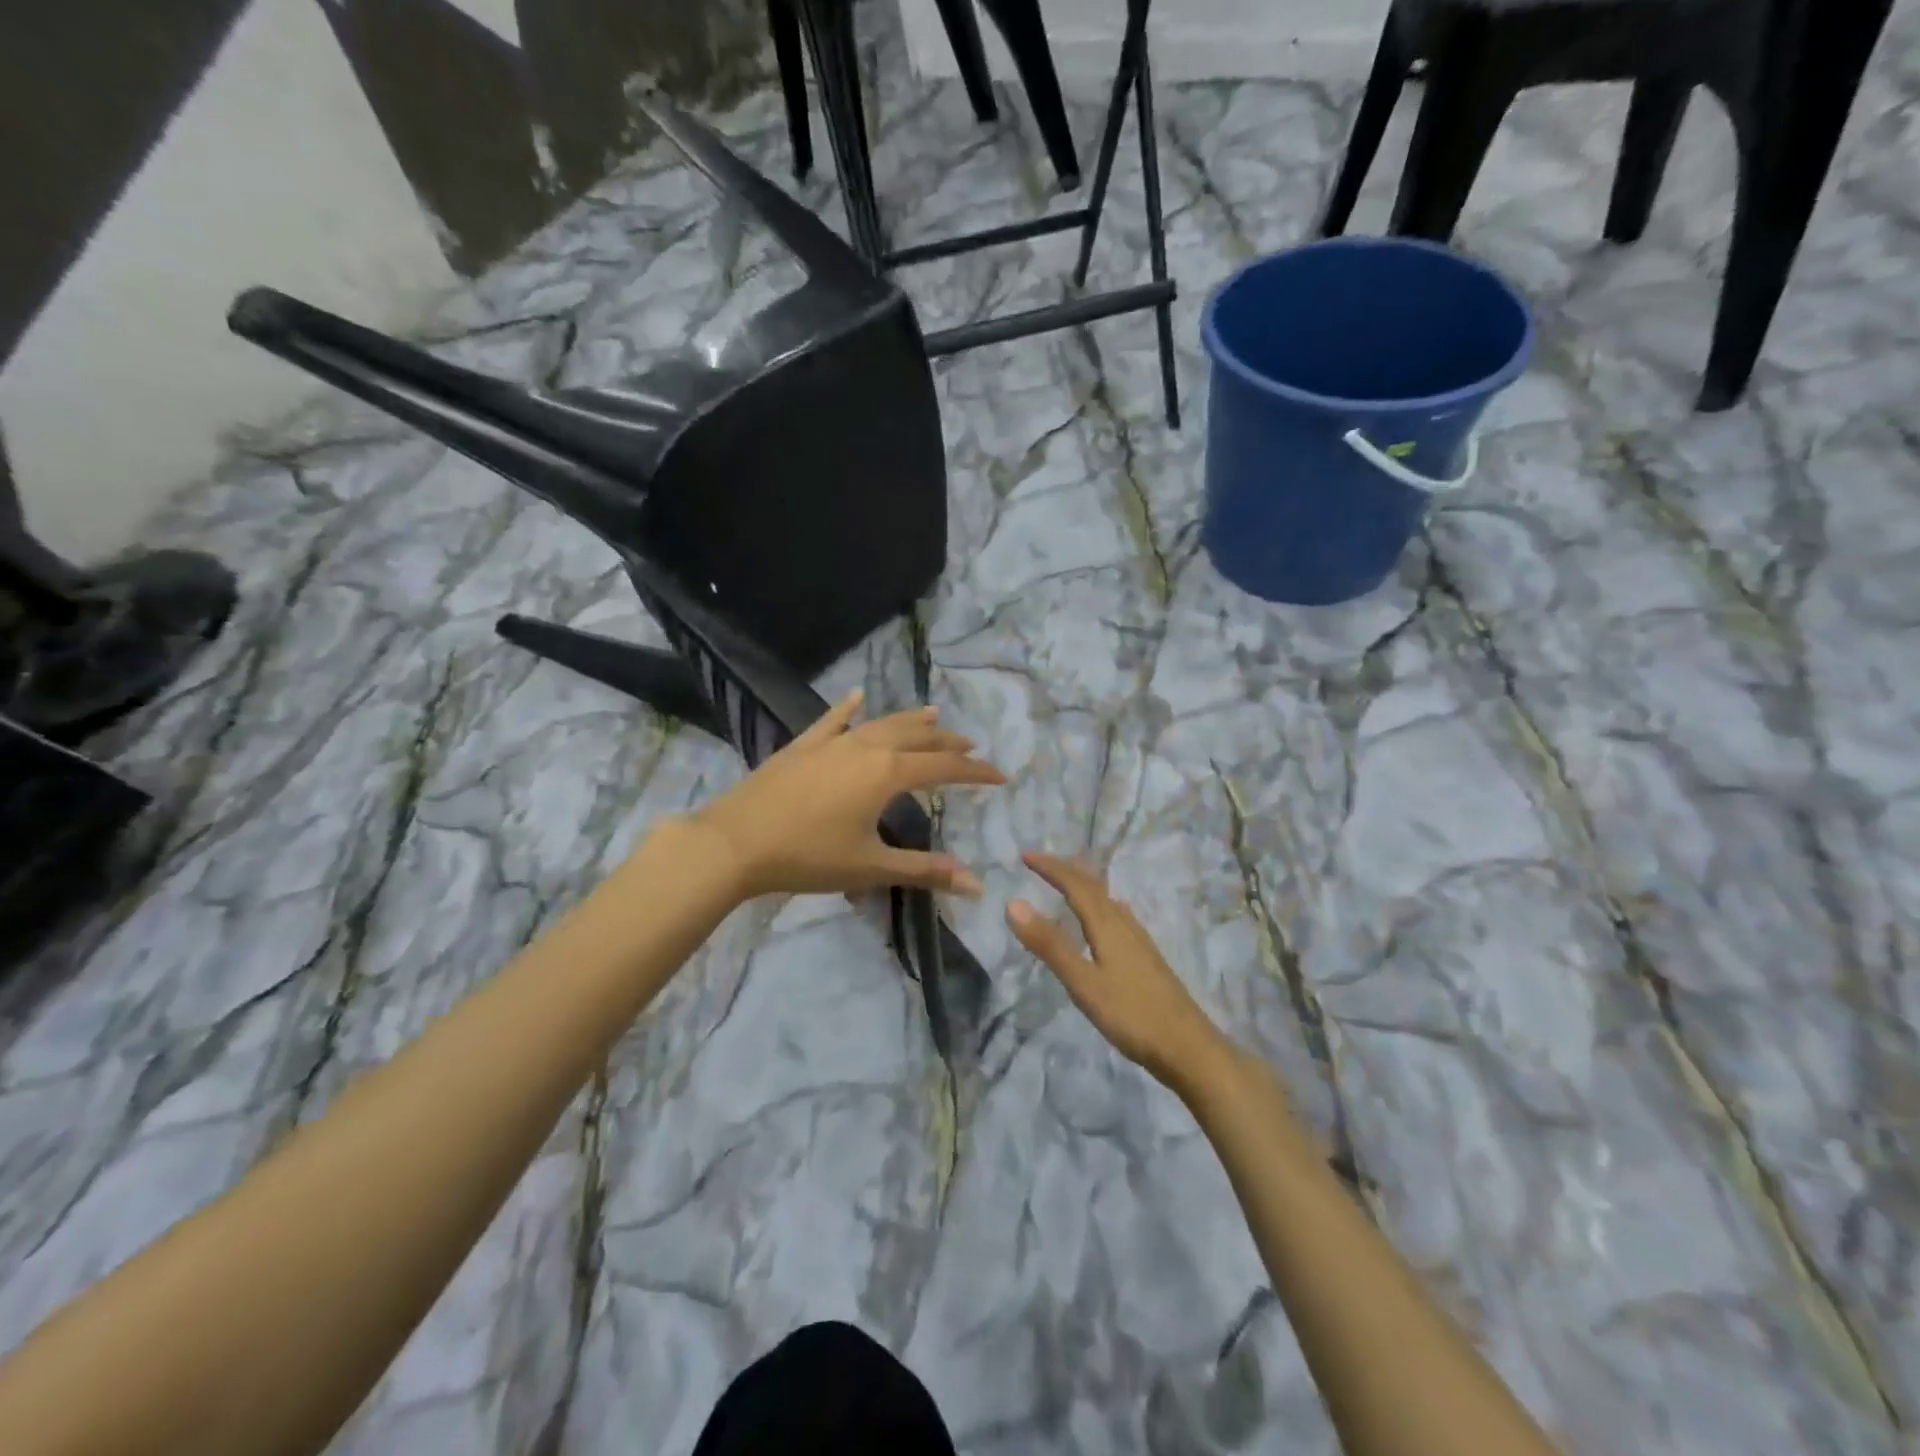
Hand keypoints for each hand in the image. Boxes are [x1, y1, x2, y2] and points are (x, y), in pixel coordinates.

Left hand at [689, 690, 1005, 899]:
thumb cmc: (808, 857)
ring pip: (881, 723)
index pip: (944, 769)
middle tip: (969, 746)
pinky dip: (849, 709)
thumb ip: (924, 870)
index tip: (1000, 775)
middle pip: (917, 738)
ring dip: (910, 721)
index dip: (975, 772)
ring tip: (933, 715)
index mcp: (887, 774)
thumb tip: (977, 884)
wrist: (736, 842)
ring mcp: (832, 742)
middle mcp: (866, 747)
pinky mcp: (803, 745)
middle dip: (947, 742)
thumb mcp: (870, 867)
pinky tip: (857, 696)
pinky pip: (832, 720)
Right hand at [1008, 853, 1229, 1090]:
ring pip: (1108, 900)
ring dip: (1084, 885)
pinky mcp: (1147, 957)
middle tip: (1039, 862)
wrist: (1189, 1047)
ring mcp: (1139, 941)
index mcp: (1108, 925)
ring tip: (1067, 882)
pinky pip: (1118, 916)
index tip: (1025, 856)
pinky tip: (1105, 919)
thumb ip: (1050, 945)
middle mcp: (1124, 924)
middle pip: (1094, 887)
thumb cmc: (1132, 1015)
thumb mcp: (1083, 983)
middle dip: (1066, 870)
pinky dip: (1100, 904)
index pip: (1076, 885)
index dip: (1051, 868)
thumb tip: (1013, 903)